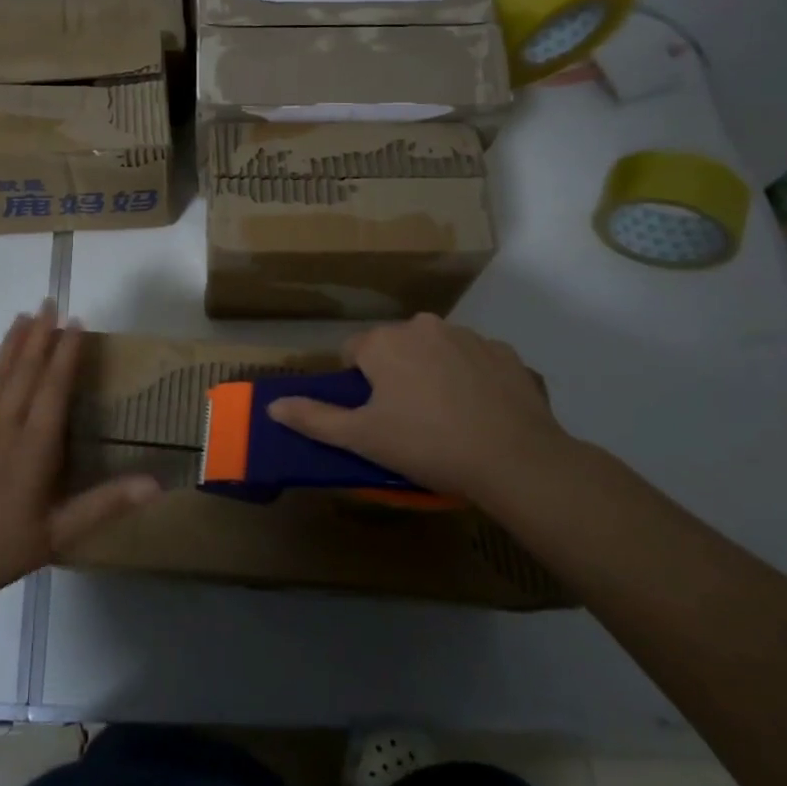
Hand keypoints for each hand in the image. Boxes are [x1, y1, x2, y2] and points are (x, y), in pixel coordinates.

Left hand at [0, 303, 159, 608]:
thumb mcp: (58, 534)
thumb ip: (105, 505)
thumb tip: (155, 484)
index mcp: (34, 446)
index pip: (54, 387)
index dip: (67, 353)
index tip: (76, 321)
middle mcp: (5, 428)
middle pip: (24, 372)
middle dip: (39, 336)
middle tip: (49, 302)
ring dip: (10, 345)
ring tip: (22, 316)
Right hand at [267, 314, 568, 501]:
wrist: (515, 459)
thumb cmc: (427, 445)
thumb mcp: (362, 438)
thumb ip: (314, 418)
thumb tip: (272, 406)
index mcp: (384, 342)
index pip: (353, 352)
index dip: (359, 386)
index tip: (375, 416)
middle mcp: (422, 326)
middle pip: (395, 348)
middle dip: (396, 376)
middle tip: (408, 421)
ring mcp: (468, 336)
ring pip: (436, 351)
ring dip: (434, 373)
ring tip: (448, 420)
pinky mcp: (505, 352)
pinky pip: (476, 361)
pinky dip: (473, 379)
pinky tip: (482, 413)